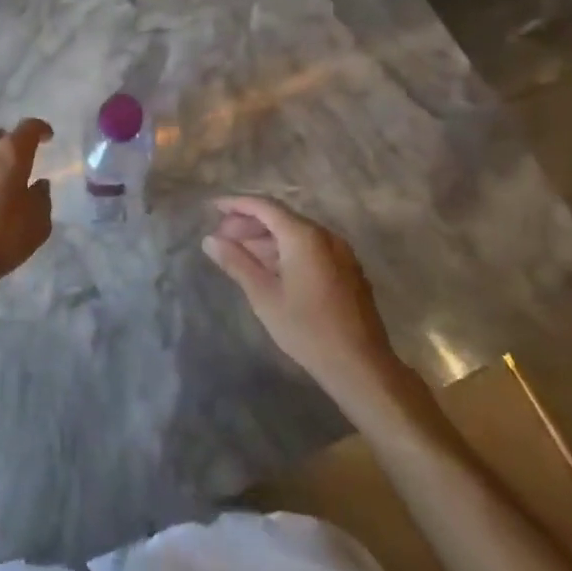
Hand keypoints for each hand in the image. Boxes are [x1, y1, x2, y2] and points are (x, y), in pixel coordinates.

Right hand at [203, 196, 406, 407]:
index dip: (236, 204)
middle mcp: (325, 236)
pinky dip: (286, 250)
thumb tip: (210, 240)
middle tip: (222, 238)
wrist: (361, 366)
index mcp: (304, 236)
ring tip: (240, 254)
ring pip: (296, 234)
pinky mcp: (348, 270)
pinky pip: (311, 248)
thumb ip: (236, 262)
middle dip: (249, 223)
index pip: (264, 206)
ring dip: (266, 239)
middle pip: (281, 217)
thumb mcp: (264, 296)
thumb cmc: (307, 329)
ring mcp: (340, 253)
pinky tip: (270, 269)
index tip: (213, 208)